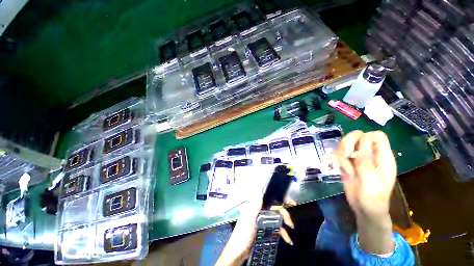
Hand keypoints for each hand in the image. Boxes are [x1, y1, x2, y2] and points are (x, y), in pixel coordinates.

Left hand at [215, 197, 295, 265]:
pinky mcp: (264, 229)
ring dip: (284, 223)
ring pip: (276, 217)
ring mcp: (262, 220)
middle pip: (274, 208)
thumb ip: (255, 206)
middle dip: (284, 213)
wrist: (239, 252)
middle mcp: (259, 211)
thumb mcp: (249, 219)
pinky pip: (275, 227)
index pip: (268, 198)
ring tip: (291, 229)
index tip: (290, 202)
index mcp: (255, 207)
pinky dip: (282, 232)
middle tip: (291, 222)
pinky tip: (287, 239)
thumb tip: (260, 190)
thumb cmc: (243, 235)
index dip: (278, 198)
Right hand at [334, 130, 395, 219]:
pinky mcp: (347, 163)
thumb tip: (363, 138)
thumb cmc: (373, 197)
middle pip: (357, 136)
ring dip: (341, 153)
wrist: (363, 209)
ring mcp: (357, 158)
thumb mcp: (371, 179)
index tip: (358, 149)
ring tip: (345, 168)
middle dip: (348, 143)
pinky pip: (338, 154)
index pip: (377, 136)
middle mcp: (369, 154)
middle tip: (346, 155)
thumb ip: (366, 159)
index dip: (366, 137)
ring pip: (345, 143)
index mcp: (382, 157)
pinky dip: (337, 160)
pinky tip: (341, 170)